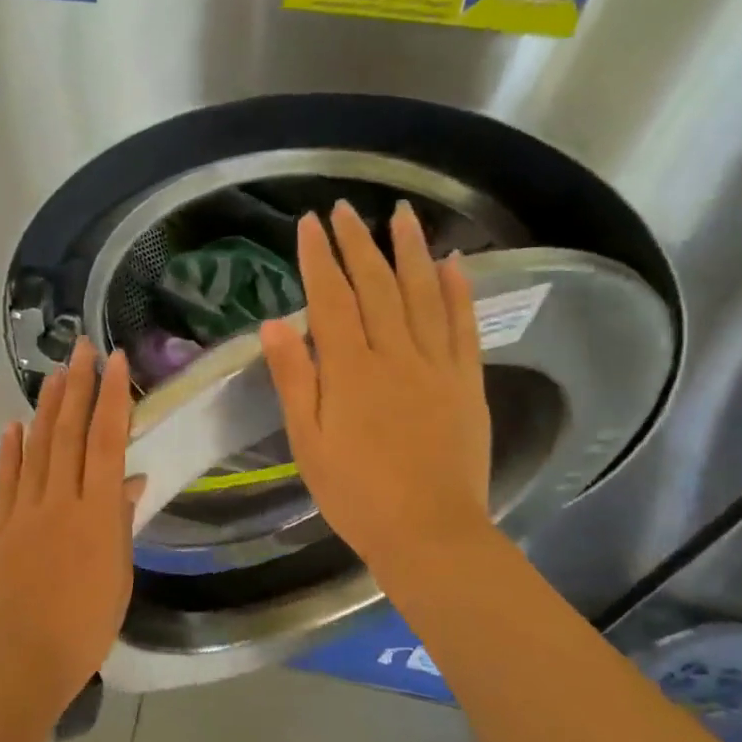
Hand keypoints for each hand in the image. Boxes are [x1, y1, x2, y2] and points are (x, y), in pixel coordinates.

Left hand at [0, 339, 144, 701]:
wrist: (26, 655)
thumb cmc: (86, 623)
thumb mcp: (118, 573)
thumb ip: (121, 522)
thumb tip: (132, 482)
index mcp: (97, 512)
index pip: (107, 442)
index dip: (111, 398)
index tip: (113, 362)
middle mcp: (61, 500)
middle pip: (69, 434)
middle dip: (76, 387)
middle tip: (79, 347)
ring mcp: (25, 510)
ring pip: (37, 448)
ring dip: (46, 408)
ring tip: (54, 374)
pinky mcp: (0, 526)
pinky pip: (6, 480)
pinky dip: (9, 450)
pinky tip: (13, 425)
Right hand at [259, 200, 493, 588]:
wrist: (428, 531)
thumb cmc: (355, 494)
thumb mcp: (307, 442)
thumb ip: (294, 379)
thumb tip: (275, 323)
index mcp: (349, 371)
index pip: (330, 300)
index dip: (319, 259)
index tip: (309, 224)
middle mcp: (394, 355)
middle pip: (376, 286)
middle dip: (358, 244)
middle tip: (346, 209)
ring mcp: (436, 365)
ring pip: (423, 294)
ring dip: (410, 251)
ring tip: (401, 215)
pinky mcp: (467, 382)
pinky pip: (463, 326)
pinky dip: (459, 291)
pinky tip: (454, 263)